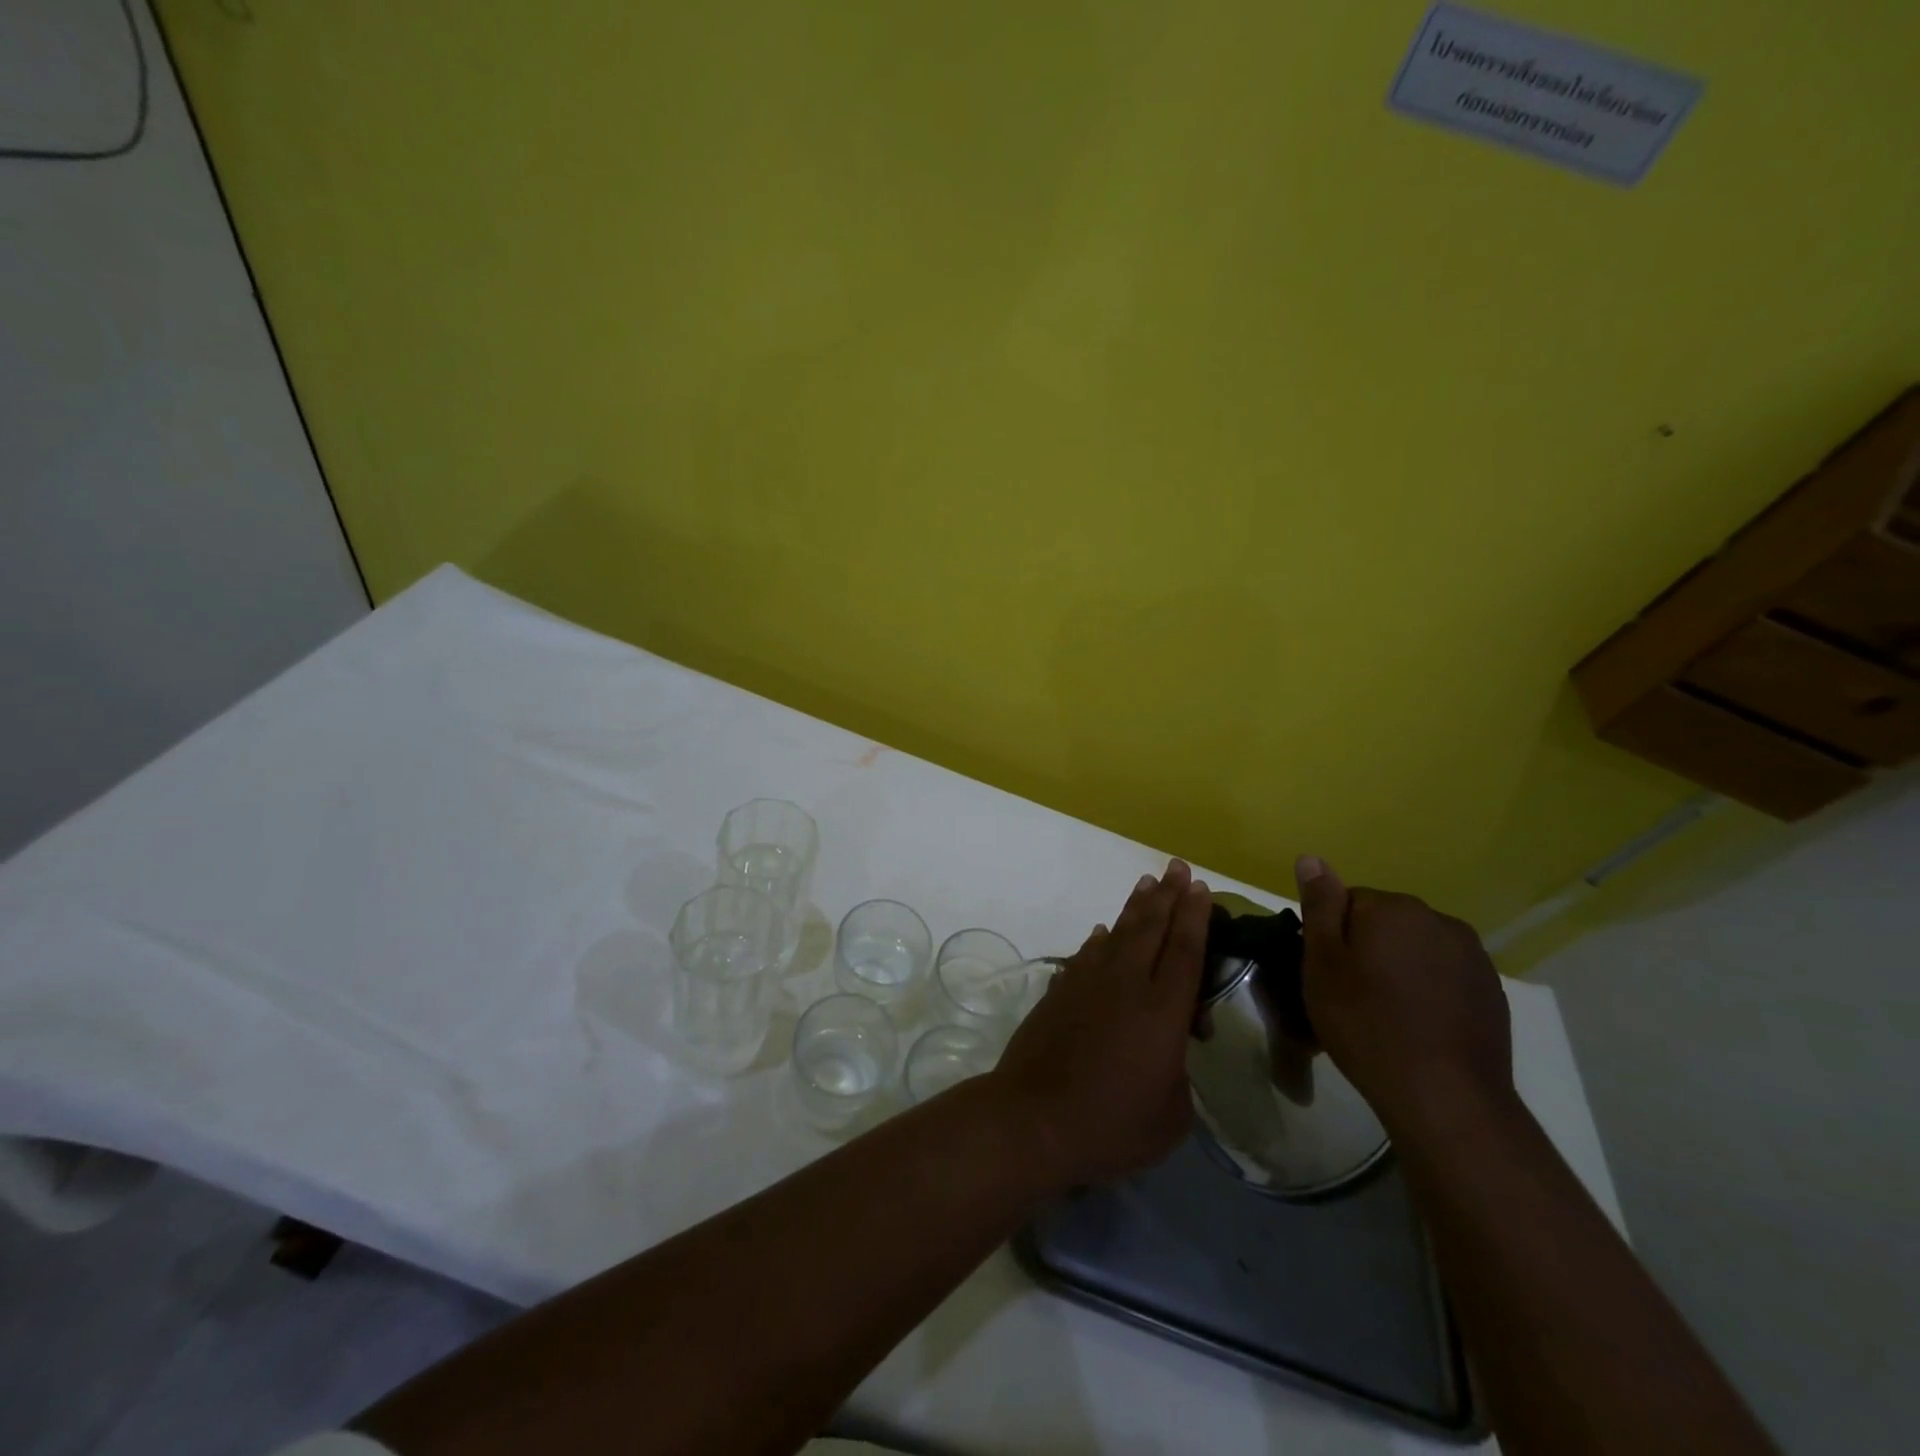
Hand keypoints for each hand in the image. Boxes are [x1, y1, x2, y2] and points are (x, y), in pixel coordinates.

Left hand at [991, 860, 1211, 1188]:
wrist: (1034, 1118)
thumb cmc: (1112, 1125)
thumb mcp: (1171, 1114)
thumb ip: (1178, 1072)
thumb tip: (1168, 1049)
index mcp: (1162, 1011)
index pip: (1184, 951)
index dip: (1195, 916)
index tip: (1199, 886)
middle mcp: (1126, 984)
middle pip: (1150, 928)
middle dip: (1166, 895)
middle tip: (1175, 867)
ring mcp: (1087, 983)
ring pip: (1117, 934)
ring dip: (1134, 908)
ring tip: (1146, 884)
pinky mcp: (1059, 991)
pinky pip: (1086, 955)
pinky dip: (1098, 940)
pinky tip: (1102, 933)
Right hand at [1293, 855, 1513, 1138]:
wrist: (1444, 1096)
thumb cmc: (1367, 1024)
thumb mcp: (1322, 964)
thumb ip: (1320, 907)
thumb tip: (1312, 857)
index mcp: (1392, 908)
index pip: (1347, 902)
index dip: (1331, 938)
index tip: (1327, 974)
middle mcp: (1437, 919)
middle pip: (1385, 923)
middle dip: (1367, 949)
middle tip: (1351, 996)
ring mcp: (1471, 955)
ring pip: (1416, 948)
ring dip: (1399, 968)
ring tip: (1386, 1014)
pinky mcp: (1491, 990)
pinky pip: (1445, 975)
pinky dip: (1429, 990)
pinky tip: (1419, 1025)